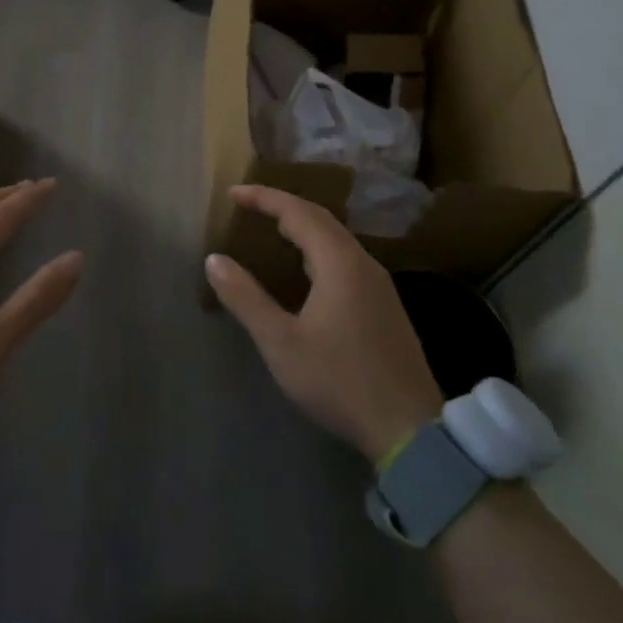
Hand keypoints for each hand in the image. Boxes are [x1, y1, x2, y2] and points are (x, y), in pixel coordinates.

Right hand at [205, 184, 442, 462]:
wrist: (408, 428)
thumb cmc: (339, 380)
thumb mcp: (281, 342)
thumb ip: (245, 298)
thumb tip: (214, 259)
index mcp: (339, 263)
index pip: (298, 212)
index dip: (264, 198)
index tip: (233, 194)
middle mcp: (363, 264)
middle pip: (321, 219)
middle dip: (283, 206)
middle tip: (248, 206)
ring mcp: (379, 285)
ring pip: (336, 240)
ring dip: (302, 228)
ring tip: (271, 231)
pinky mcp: (385, 305)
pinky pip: (346, 259)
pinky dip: (317, 249)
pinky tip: (305, 272)